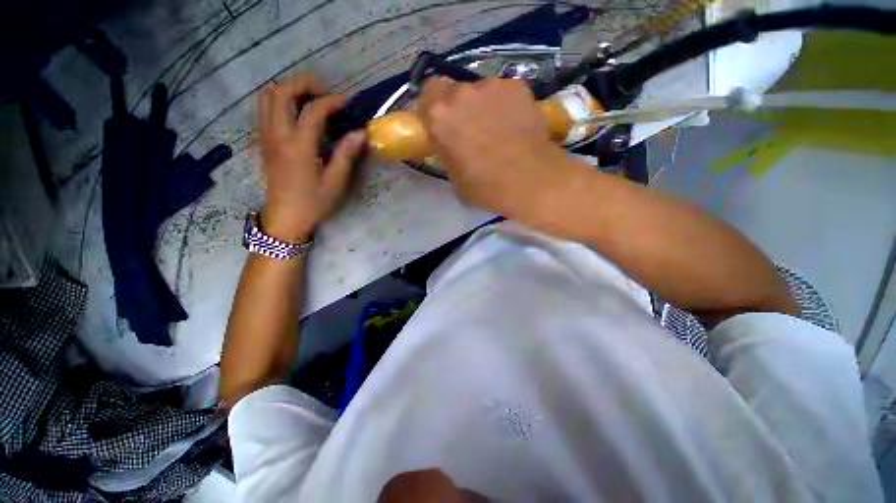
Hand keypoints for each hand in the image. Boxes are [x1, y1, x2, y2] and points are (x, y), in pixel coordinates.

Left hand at [258, 76, 365, 240]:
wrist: (286, 217)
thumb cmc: (313, 202)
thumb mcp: (335, 182)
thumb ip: (346, 155)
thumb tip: (360, 133)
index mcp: (298, 146)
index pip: (313, 110)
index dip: (332, 101)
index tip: (348, 103)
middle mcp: (277, 135)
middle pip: (281, 92)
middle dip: (303, 85)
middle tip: (325, 94)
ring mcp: (266, 136)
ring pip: (267, 97)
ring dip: (289, 90)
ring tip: (310, 100)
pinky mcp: (263, 142)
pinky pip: (265, 109)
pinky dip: (280, 102)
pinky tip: (297, 114)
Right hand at [419, 78, 577, 217]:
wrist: (529, 180)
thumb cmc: (486, 186)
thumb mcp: (455, 177)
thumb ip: (448, 152)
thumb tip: (453, 145)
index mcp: (439, 116)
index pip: (428, 95)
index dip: (435, 109)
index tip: (443, 124)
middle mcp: (461, 93)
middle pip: (454, 91)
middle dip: (460, 107)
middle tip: (472, 129)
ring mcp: (491, 86)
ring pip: (481, 91)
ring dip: (484, 106)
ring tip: (499, 129)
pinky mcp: (517, 86)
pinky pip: (504, 93)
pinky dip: (506, 105)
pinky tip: (516, 125)